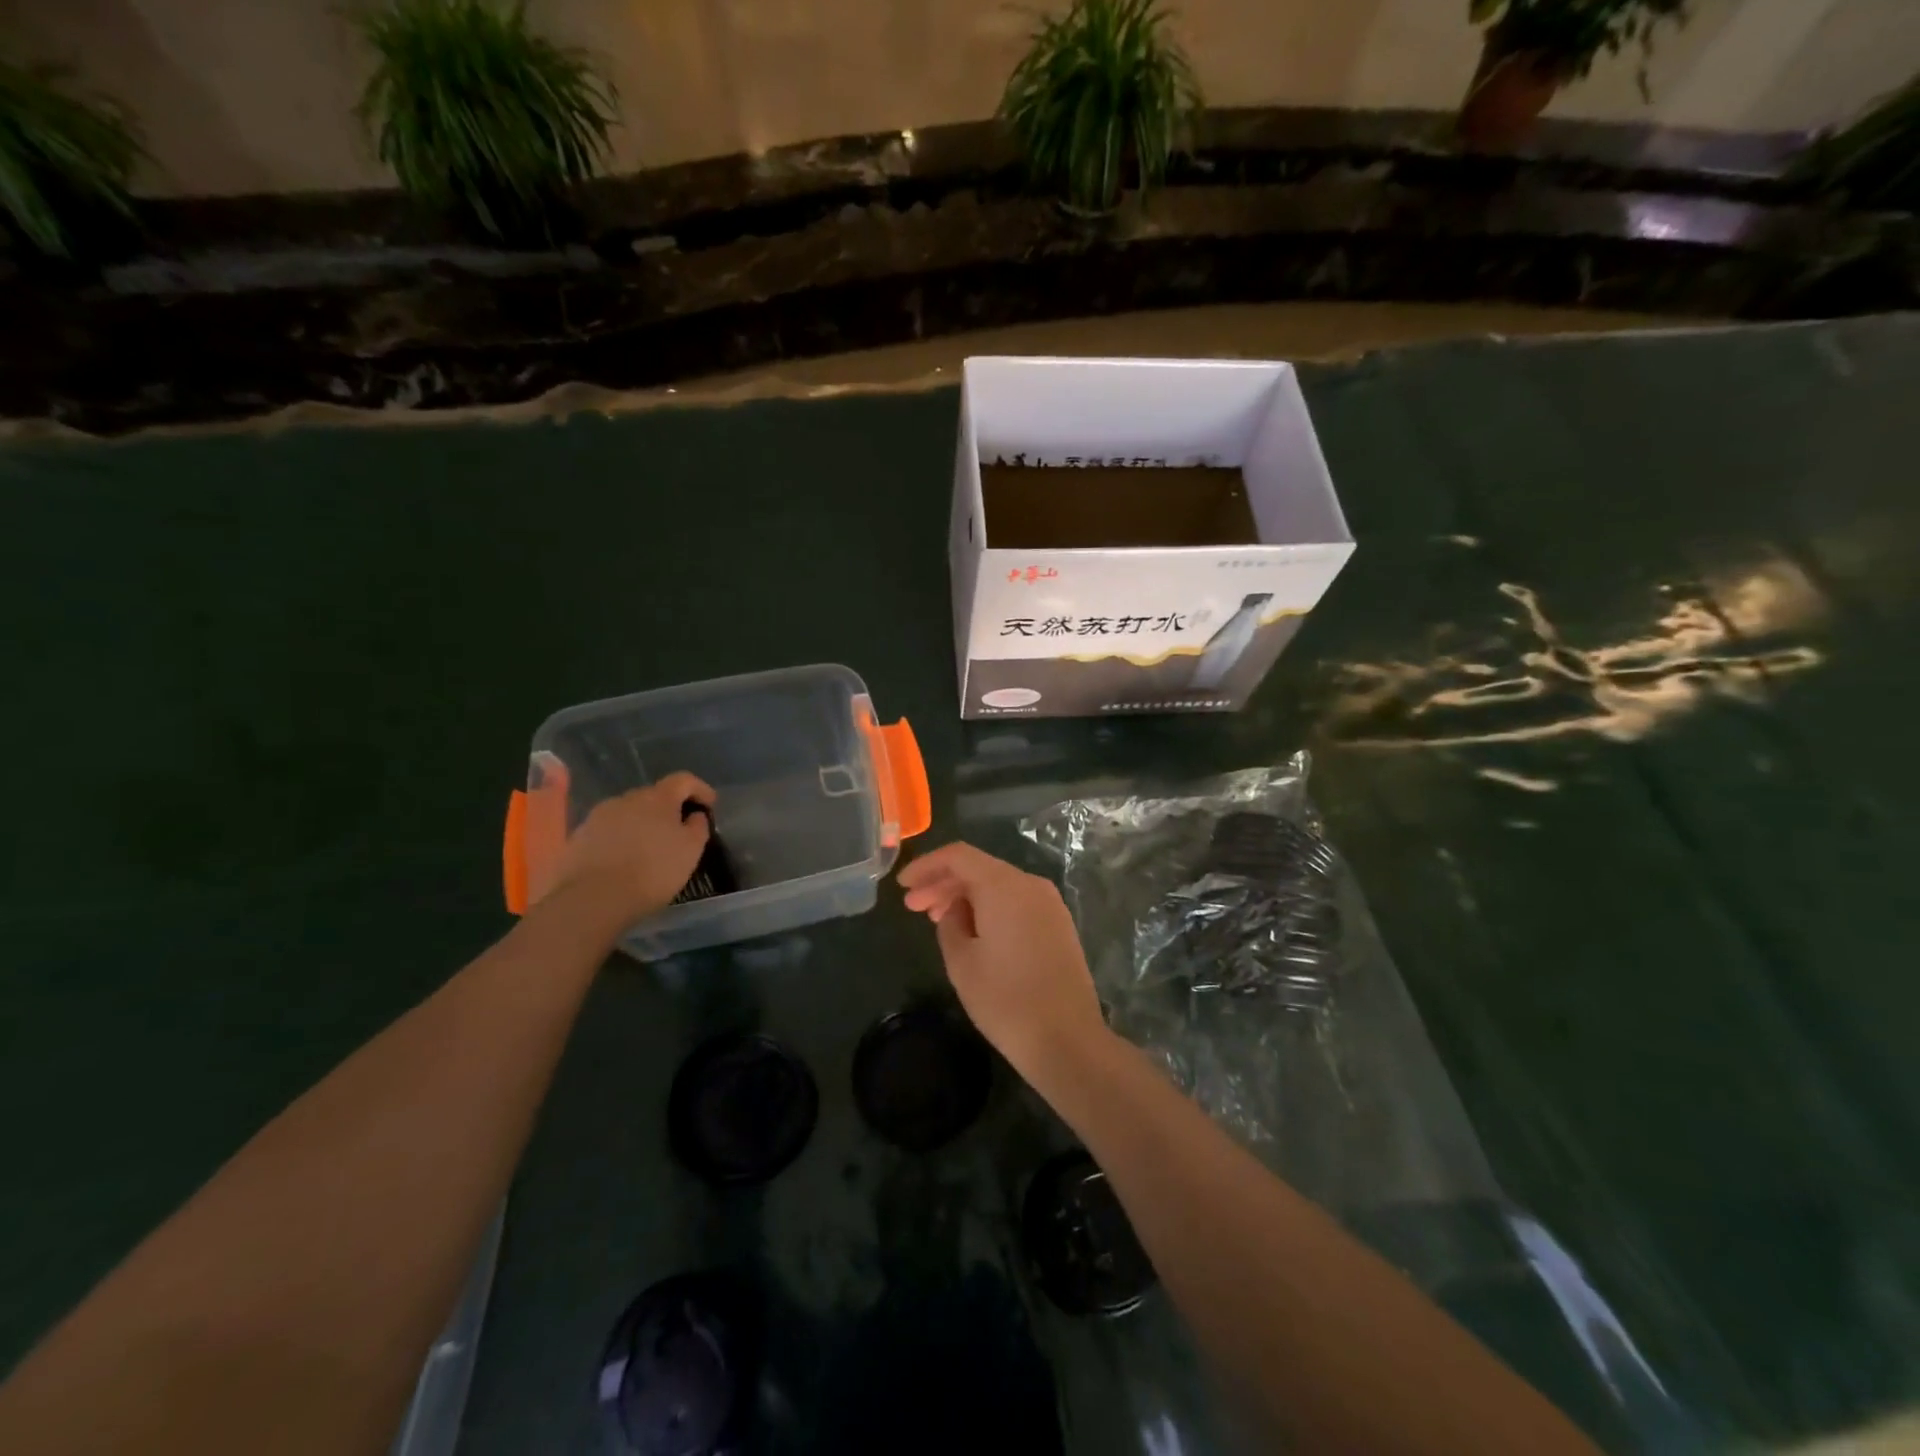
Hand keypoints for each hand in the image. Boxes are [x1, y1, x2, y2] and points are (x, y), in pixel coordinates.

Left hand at [543, 772, 714, 922]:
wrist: (593, 898)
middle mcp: (627, 798)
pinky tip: (624, 859)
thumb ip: (698, 826)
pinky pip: (608, 830)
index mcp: (658, 798)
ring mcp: (599, 815)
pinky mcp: (579, 836)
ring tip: (649, 847)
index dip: (700, 788)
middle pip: (654, 795)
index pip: (683, 780)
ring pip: (628, 812)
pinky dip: (621, 838)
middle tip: (679, 830)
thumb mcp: (691, 850)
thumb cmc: (653, 871)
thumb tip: (695, 815)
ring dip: (643, 823)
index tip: (710, 805)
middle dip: (669, 808)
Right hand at [897, 842, 1107, 1085]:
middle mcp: (1030, 884)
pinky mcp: (1058, 924)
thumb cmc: (1006, 1000)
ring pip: (998, 885)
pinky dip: (990, 908)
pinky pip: (1016, 902)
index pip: (958, 856)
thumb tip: (955, 910)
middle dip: (943, 883)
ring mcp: (1049, 903)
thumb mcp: (962, 963)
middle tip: (913, 907)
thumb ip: (950, 924)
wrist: (1068, 1040)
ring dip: (965, 896)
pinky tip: (972, 931)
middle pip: (979, 869)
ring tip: (938, 921)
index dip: (926, 865)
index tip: (903, 886)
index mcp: (1004, 886)